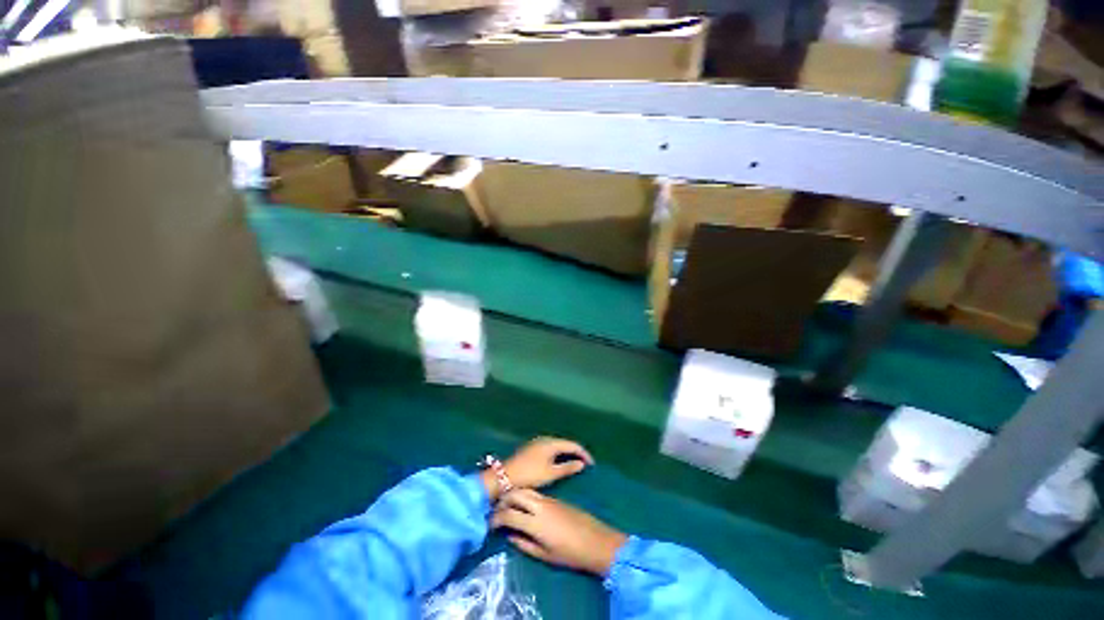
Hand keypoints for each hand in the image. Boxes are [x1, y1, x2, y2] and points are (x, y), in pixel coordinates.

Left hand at [482, 437, 592, 499]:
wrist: (505, 476)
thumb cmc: (529, 475)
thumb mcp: (551, 474)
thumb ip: (567, 468)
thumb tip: (581, 463)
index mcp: (551, 443)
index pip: (573, 445)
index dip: (584, 453)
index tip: (592, 464)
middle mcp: (545, 439)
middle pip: (565, 443)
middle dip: (576, 452)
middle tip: (585, 463)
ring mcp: (537, 442)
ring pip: (557, 445)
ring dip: (567, 452)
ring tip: (575, 463)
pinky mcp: (532, 447)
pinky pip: (550, 447)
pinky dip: (558, 453)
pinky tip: (559, 462)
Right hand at [492, 489, 626, 575]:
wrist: (595, 540)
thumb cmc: (570, 553)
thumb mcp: (545, 555)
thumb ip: (524, 544)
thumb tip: (510, 535)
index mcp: (535, 521)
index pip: (508, 514)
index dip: (496, 519)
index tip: (489, 524)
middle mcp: (540, 505)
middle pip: (516, 494)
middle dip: (503, 500)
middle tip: (496, 511)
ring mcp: (548, 499)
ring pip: (526, 489)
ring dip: (514, 495)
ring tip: (508, 506)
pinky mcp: (555, 498)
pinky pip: (535, 492)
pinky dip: (525, 495)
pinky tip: (524, 505)